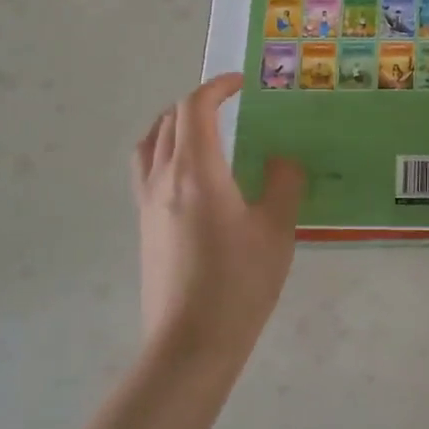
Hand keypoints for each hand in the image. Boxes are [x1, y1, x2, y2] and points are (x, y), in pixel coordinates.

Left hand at [132, 73, 304, 368]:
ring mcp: (147, 204)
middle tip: (228, 103)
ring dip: (174, 124)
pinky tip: (192, 175)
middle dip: (197, 102)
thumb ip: (284, 183)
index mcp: (197, 171)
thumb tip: (281, 160)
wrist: (190, 345)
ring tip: (202, 129)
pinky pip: (146, 170)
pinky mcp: (144, 228)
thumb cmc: (239, 283)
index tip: (241, 83)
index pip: (195, 108)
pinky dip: (165, 151)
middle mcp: (164, 179)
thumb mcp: (277, 229)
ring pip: (150, 144)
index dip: (217, 87)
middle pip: (169, 120)